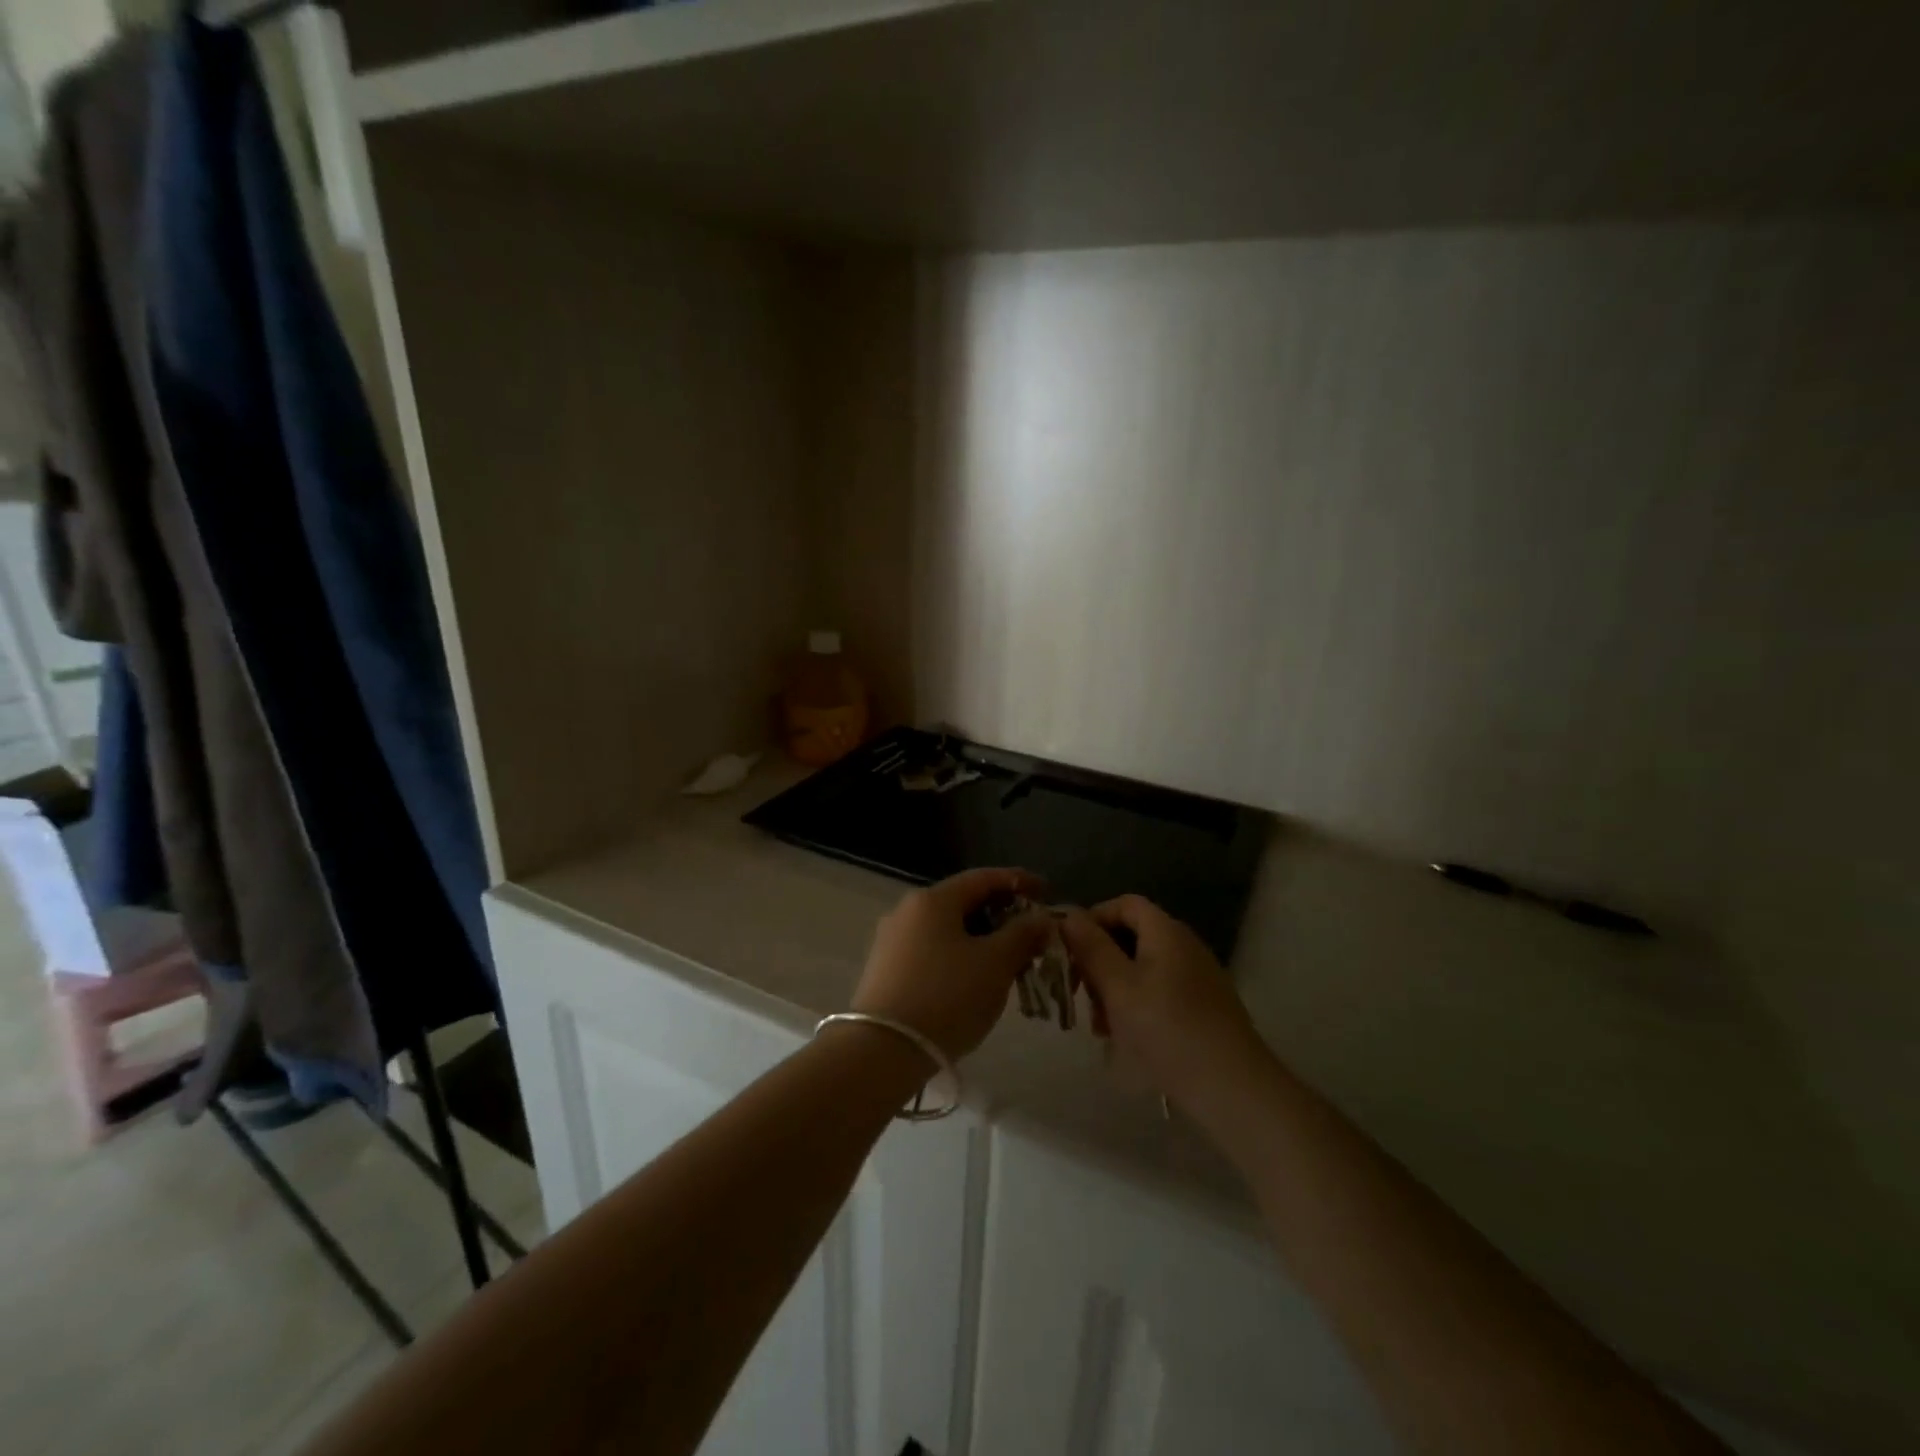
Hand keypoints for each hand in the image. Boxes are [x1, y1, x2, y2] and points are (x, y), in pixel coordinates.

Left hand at [852, 868, 1053, 1060]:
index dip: (1018, 881)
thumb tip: (1041, 918)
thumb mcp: (996, 963)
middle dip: (1002, 915)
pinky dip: (961, 956)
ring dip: (982, 939)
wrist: (883, 1051)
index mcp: (933, 900)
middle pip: (964, 902)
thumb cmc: (947, 997)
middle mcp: (907, 911)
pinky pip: (933, 951)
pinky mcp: (886, 971)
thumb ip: (1023, 934)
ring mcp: (892, 941)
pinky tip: (976, 980)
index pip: (983, 878)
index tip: (1047, 891)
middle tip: (1032, 934)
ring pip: (948, 929)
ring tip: (1010, 962)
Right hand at [1060, 895, 1270, 1118]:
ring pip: (1143, 968)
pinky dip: (1136, 1005)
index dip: (1093, 919)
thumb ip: (1091, 948)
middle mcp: (1185, 946)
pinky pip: (1160, 991)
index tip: (1069, 951)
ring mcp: (1198, 977)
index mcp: (1166, 932)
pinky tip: (1127, 1039)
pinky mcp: (1204, 1007)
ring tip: (1101, 1027)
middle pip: (1132, 936)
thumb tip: (1068, 915)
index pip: (1124, 903)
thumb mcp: (1118, 987)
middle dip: (1100, 961)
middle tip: (1081, 996)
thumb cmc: (1168, 1030)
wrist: (1234, 1089)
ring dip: (1114, 988)